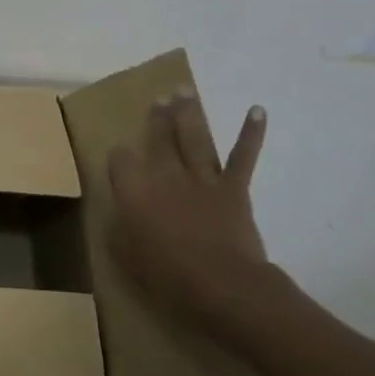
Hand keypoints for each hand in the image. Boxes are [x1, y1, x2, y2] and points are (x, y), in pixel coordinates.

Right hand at [108, 92, 271, 323]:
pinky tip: (257, 111)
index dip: (119, 159)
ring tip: (184, 90)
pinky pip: (242, 157)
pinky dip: (251, 133)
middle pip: (159, 137)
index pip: (120, 159)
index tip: (120, 163)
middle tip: (159, 98)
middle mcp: (165, 174)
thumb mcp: (126, 256)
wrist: (223, 285)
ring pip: (193, 137)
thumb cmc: (168, 276)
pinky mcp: (233, 189)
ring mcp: (201, 178)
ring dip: (189, 112)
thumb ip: (119, 228)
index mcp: (135, 188)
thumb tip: (117, 212)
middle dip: (158, 117)